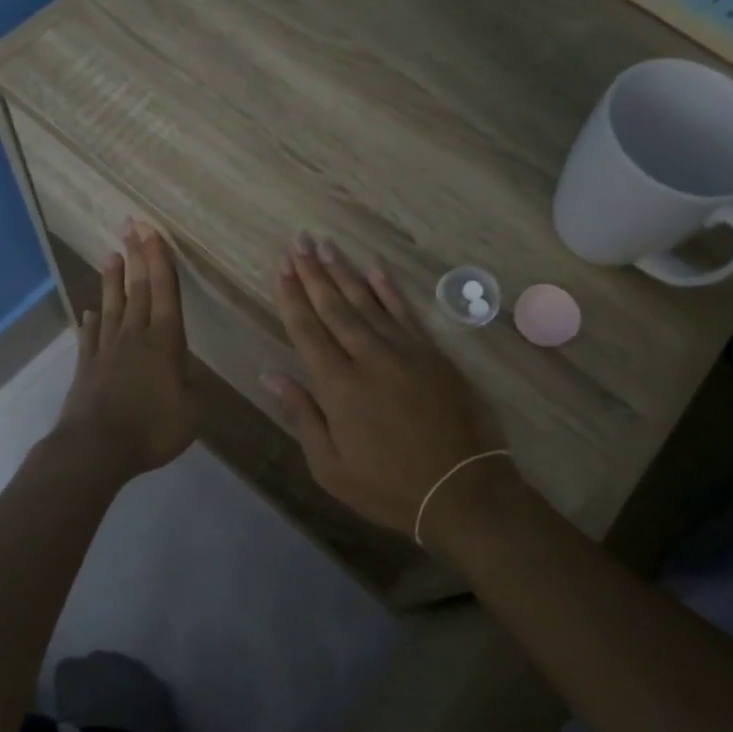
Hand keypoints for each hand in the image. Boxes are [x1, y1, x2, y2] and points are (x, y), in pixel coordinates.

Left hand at [54, 221, 197, 481]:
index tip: (152, 230)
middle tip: (131, 225)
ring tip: (111, 254)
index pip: (164, 290)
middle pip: (137, 288)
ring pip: (112, 305)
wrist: (96, 448)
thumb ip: (197, 388)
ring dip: (112, 279)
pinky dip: (91, 320)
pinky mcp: (86, 366)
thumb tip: (193, 375)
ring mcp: (106, 349)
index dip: (160, 259)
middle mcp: (135, 335)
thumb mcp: (192, 411)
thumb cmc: (151, 428)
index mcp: (164, 340)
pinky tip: (89, 312)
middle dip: (137, 255)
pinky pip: (90, 335)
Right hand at [264, 236, 511, 543]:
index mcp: (337, 385)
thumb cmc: (388, 486)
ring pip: (367, 302)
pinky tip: (375, 270)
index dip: (291, 295)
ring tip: (326, 245)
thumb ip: (301, 415)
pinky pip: (406, 312)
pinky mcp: (433, 354)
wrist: (462, 489)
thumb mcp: (330, 466)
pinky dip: (389, 290)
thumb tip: (271, 374)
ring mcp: (405, 351)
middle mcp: (368, 357)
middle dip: (313, 273)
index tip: (281, 265)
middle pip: (334, 306)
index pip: (307, 329)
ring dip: (344, 272)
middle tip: (299, 242)